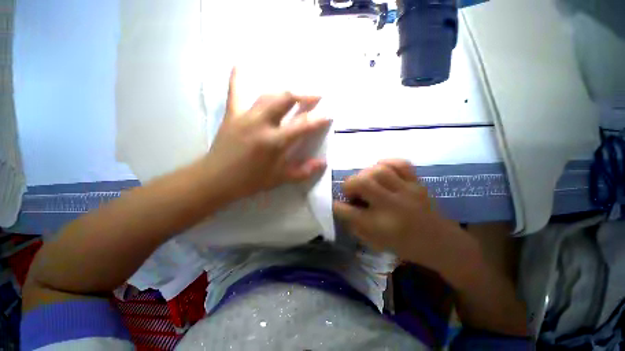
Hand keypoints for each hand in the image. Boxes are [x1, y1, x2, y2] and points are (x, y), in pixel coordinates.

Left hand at [204, 69, 330, 200]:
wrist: (216, 179)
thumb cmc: (250, 181)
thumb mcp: (279, 179)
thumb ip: (303, 171)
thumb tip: (322, 163)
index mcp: (274, 142)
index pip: (302, 125)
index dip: (318, 119)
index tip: (329, 115)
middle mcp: (261, 123)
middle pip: (285, 98)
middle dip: (304, 94)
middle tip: (316, 96)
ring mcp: (244, 115)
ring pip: (268, 94)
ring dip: (285, 91)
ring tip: (296, 93)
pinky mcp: (232, 114)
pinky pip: (235, 91)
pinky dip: (239, 77)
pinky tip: (242, 64)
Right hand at [333, 159, 474, 276]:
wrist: (441, 242)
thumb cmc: (404, 245)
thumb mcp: (374, 242)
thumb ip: (354, 224)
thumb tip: (342, 206)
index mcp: (380, 226)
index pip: (348, 212)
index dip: (336, 206)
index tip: (335, 204)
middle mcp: (392, 206)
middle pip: (362, 183)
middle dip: (349, 184)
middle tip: (351, 191)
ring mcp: (407, 191)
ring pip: (379, 170)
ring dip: (365, 173)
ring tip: (366, 181)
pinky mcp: (418, 182)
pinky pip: (400, 163)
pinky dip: (386, 163)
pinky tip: (381, 170)